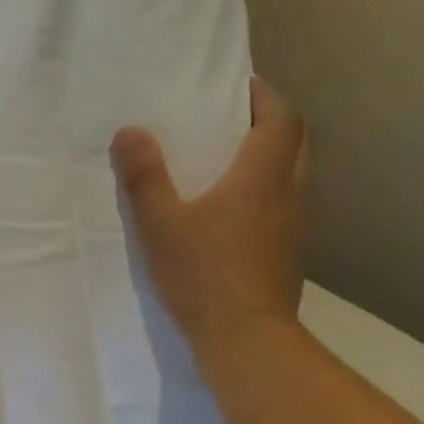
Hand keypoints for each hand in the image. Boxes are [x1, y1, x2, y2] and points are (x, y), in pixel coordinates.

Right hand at [112, 78, 308, 352]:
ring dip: (266, 156)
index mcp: (262, 176)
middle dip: (267, 122)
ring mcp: (291, 225)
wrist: (246, 337)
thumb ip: (145, 176)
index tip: (236, 86)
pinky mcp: (284, 251)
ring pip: (289, 174)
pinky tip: (227, 209)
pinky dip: (261, 190)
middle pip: (293, 142)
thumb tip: (130, 130)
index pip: (282, 117)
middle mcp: (287, 193)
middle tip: (229, 118)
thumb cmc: (203, 273)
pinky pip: (279, 203)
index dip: (264, 96)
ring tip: (224, 159)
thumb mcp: (161, 223)